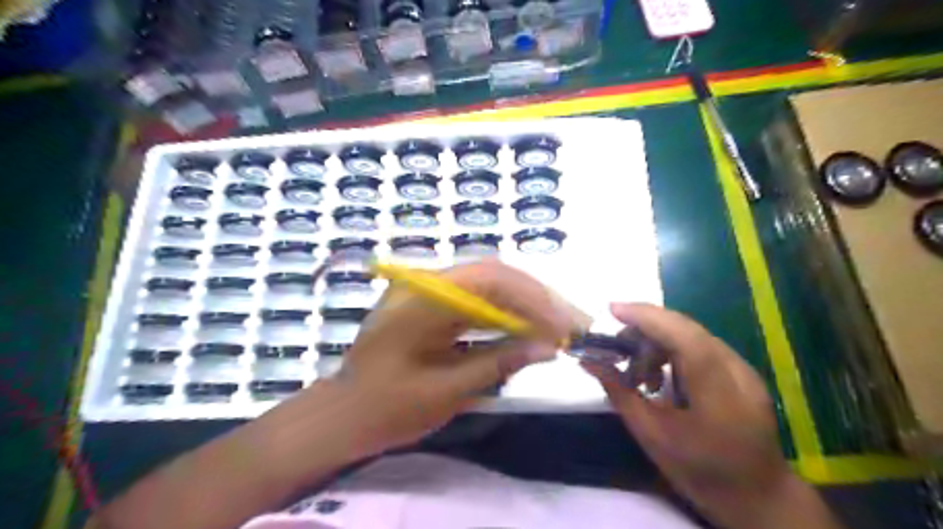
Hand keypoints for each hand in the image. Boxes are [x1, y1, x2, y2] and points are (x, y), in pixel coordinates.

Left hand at [339, 260, 573, 454]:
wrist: (344, 413)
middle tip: (571, 323)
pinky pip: (476, 296)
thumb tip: (549, 348)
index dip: (532, 300)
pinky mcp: (431, 300)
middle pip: (493, 274)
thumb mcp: (447, 391)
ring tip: (558, 324)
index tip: (562, 328)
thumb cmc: (387, 409)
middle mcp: (424, 282)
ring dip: (525, 302)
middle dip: (536, 297)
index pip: (488, 280)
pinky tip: (526, 325)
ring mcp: (426, 288)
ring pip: (488, 282)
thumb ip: (499, 363)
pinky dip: (505, 310)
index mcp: (420, 300)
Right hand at [584, 302, 838, 527]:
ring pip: (691, 334)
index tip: (612, 309)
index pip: (684, 338)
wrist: (757, 495)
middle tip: (616, 346)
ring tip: (640, 376)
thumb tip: (589, 361)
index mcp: (718, 394)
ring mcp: (743, 369)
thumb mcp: (651, 436)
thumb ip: (619, 393)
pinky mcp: (741, 371)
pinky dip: (672, 351)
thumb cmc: (701, 472)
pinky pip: (700, 346)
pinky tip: (661, 378)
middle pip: (686, 328)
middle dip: (645, 326)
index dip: (647, 318)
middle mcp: (737, 372)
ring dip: (658, 342)